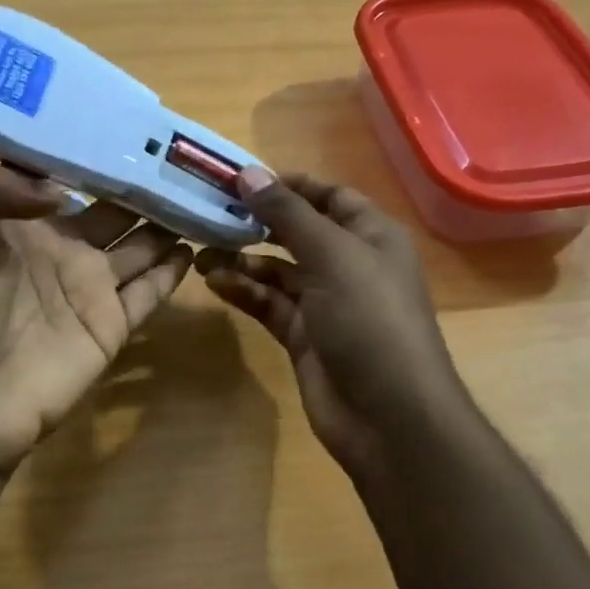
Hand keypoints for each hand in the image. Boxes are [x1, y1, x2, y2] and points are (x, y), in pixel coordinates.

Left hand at [0, 167, 194, 498]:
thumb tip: (60, 186)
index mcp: (21, 224)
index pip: (66, 178)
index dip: (94, 154)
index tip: (127, 125)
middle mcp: (63, 249)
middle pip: (115, 209)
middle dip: (144, 183)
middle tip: (182, 154)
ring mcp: (90, 289)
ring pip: (141, 245)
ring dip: (168, 221)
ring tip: (204, 191)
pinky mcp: (111, 326)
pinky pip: (150, 292)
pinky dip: (173, 270)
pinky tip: (197, 243)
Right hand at [200, 168, 463, 486]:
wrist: (388, 415)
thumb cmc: (369, 319)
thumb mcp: (331, 255)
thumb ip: (288, 214)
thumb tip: (249, 173)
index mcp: (370, 236)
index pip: (328, 196)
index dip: (288, 185)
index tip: (240, 179)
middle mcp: (349, 264)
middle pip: (297, 232)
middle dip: (256, 222)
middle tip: (209, 211)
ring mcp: (325, 303)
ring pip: (277, 270)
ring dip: (242, 259)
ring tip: (200, 251)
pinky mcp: (303, 336)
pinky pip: (269, 303)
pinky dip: (244, 291)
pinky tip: (214, 283)